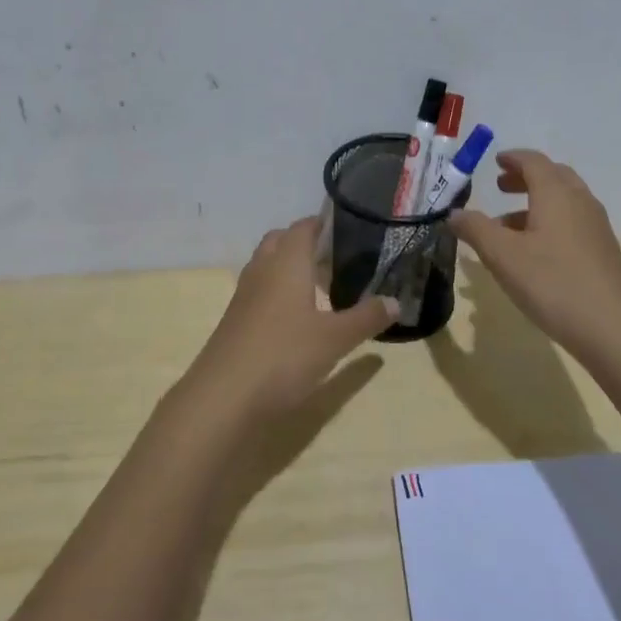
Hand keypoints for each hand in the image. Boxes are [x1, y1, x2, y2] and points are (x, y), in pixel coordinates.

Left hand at [187, 216, 397, 418]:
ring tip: (318, 285)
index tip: (345, 226)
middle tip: (333, 257)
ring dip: (288, 267)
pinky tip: (295, 316)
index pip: (303, 227)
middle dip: (304, 242)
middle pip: (280, 241)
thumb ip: (366, 318)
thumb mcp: (334, 339)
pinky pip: (259, 290)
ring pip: (266, 265)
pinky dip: (277, 291)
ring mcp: (244, 295)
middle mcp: (262, 270)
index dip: (322, 223)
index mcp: (286, 262)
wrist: (223, 397)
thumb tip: (397, 302)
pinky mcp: (235, 320)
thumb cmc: (283, 356)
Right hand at [451, 149, 620, 359]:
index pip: (534, 161)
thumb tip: (454, 214)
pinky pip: (572, 222)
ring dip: (536, 203)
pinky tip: (533, 252)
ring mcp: (596, 228)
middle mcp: (580, 202)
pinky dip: (549, 222)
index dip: (513, 158)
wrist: (616, 331)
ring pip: (564, 201)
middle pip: (553, 176)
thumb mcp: (503, 256)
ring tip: (507, 226)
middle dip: (525, 178)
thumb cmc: (554, 283)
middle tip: (500, 187)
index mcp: (556, 194)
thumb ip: (475, 229)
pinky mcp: (603, 252)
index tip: (495, 161)